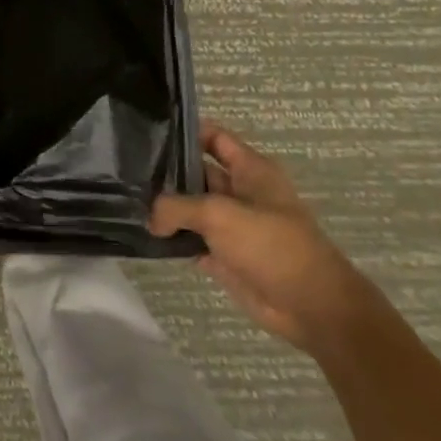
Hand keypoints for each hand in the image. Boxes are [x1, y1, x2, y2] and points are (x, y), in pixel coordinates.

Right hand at [151, 125, 378, 356]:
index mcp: (250, 170)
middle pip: (197, 172)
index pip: (214, 137)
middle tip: (128, 170)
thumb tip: (151, 218)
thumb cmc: (271, 245)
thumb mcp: (218, 214)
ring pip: (191, 207)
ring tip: (129, 199)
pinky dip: (173, 238)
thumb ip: (177, 207)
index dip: (185, 132)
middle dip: (167, 171)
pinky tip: (145, 234)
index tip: (150, 133)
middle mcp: (240, 192)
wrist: (312, 308)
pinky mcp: (226, 256)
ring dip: (166, 208)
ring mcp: (233, 225)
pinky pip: (192, 239)